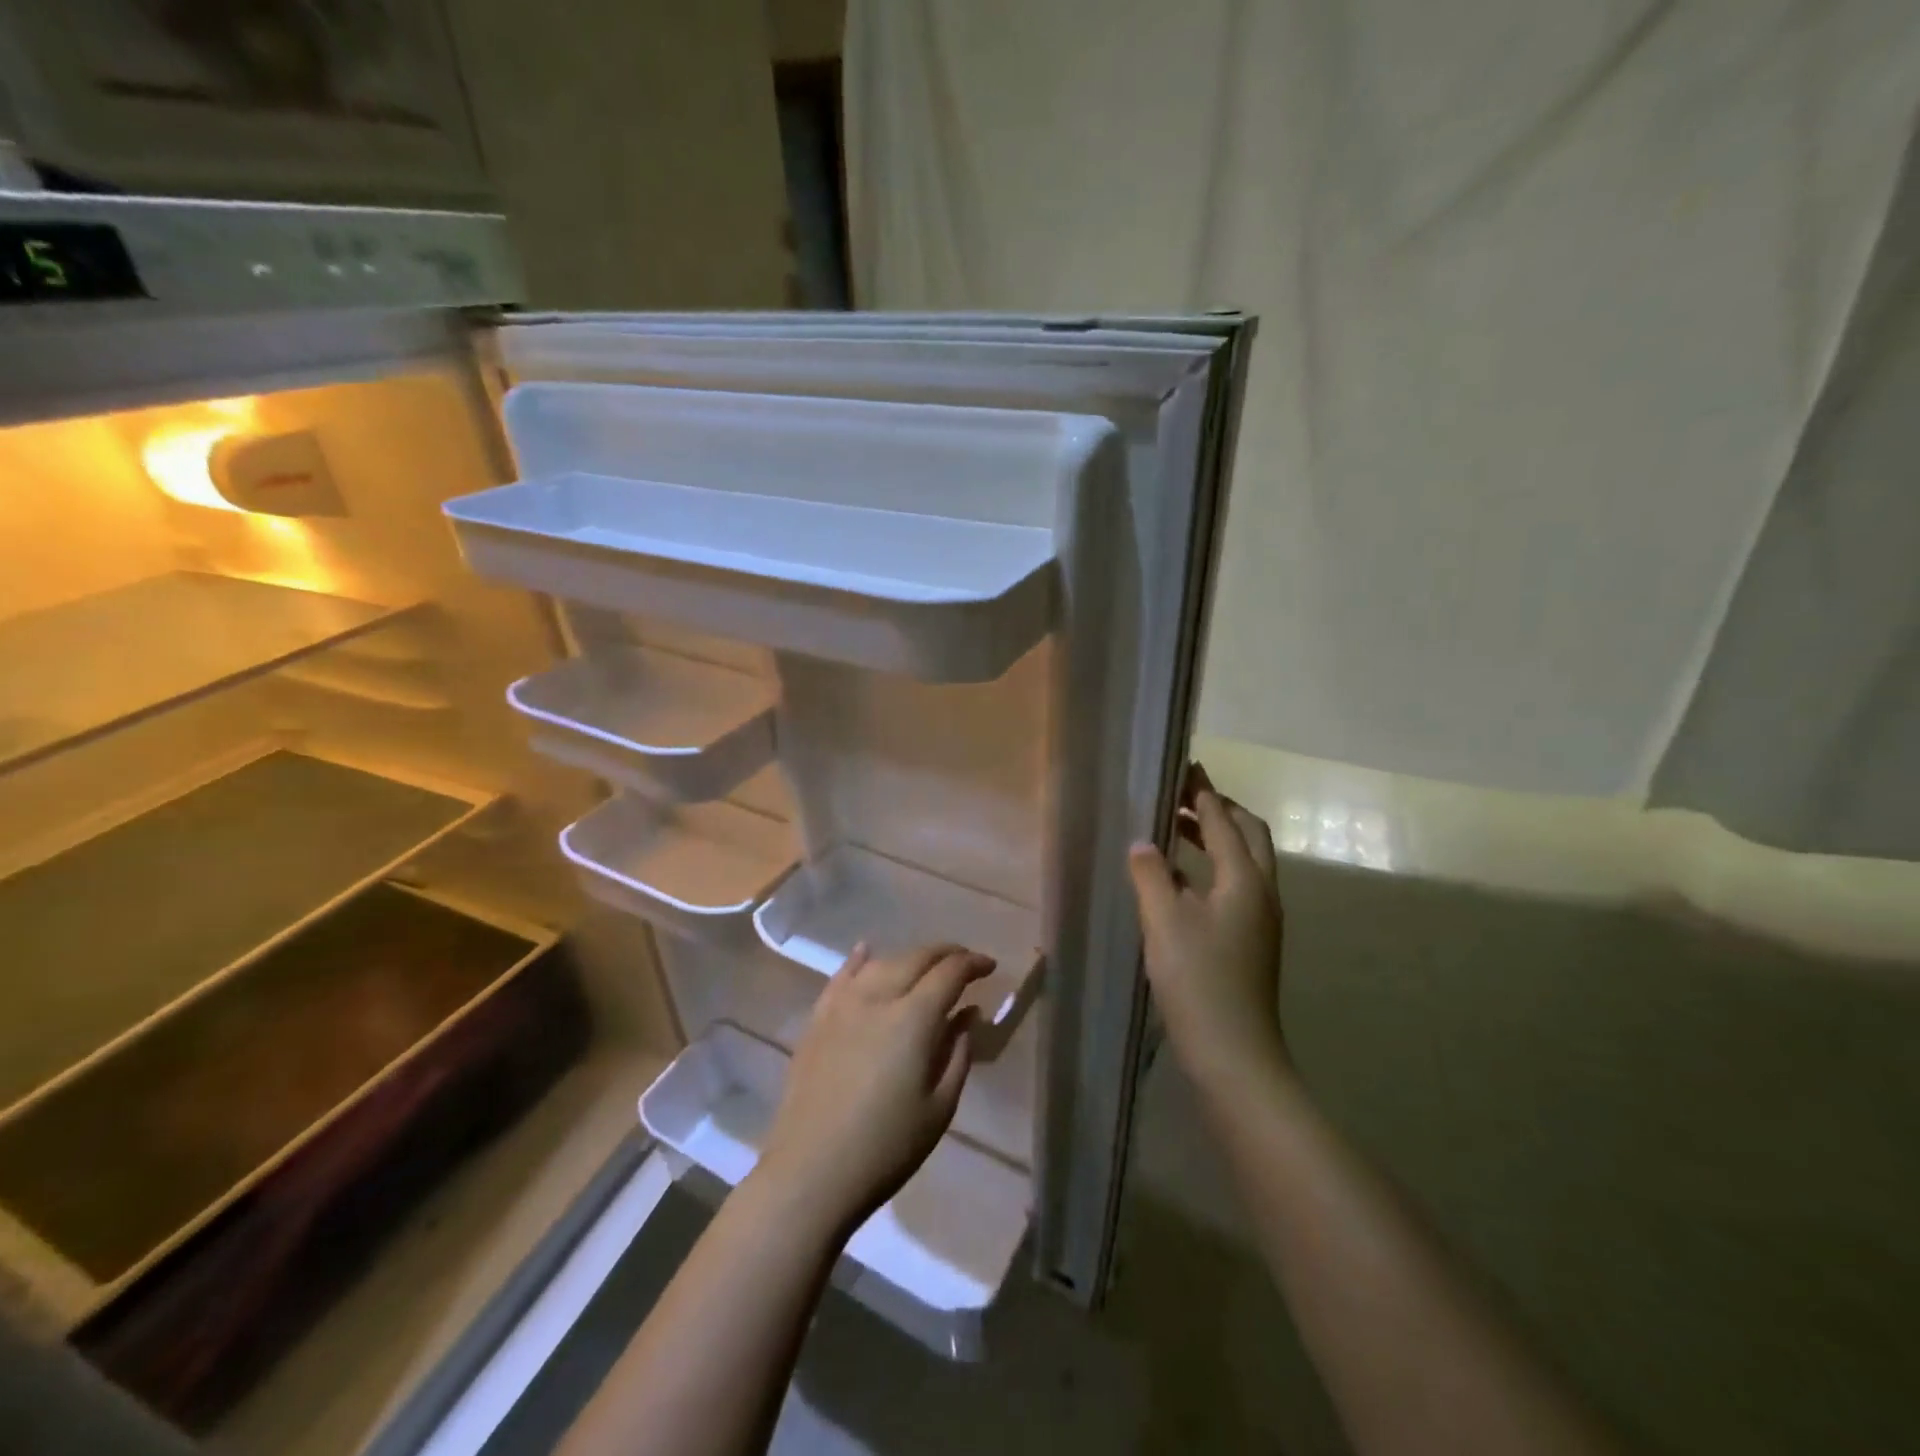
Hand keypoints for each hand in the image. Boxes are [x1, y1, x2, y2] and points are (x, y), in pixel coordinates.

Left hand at [757, 943, 990, 1235]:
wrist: (810, 1173)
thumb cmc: (886, 1148)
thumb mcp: (939, 1108)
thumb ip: (958, 1053)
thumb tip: (968, 1015)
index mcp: (913, 1018)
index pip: (950, 972)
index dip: (973, 963)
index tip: (990, 966)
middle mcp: (878, 997)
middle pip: (916, 957)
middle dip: (946, 953)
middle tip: (965, 963)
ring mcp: (843, 1005)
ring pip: (882, 962)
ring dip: (910, 958)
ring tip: (926, 966)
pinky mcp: (817, 1019)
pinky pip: (841, 976)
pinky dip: (859, 960)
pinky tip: (866, 952)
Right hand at [1128, 770, 1285, 1095]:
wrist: (1234, 1053)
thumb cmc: (1198, 980)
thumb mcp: (1164, 921)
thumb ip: (1151, 874)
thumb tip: (1143, 842)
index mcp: (1245, 880)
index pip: (1224, 821)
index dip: (1203, 792)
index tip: (1185, 767)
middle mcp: (1261, 892)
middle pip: (1248, 834)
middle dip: (1218, 809)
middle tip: (1181, 796)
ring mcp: (1260, 918)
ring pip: (1245, 861)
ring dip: (1216, 837)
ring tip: (1175, 830)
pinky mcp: (1251, 940)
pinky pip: (1236, 885)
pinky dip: (1212, 867)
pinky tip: (1180, 880)